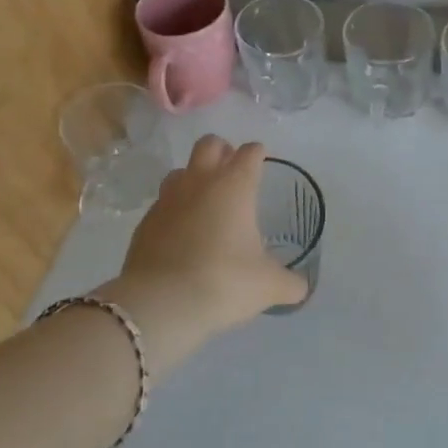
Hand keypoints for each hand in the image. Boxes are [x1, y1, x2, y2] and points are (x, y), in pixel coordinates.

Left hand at [94, 136, 306, 371]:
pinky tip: (182, 233)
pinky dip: (175, 209)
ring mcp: (168, 199)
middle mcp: (200, 182)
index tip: (262, 161)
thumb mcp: (268, 286)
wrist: (160, 302)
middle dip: (222, 150)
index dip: (257, 154)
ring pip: (180, 170)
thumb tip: (301, 288)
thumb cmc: (223, 282)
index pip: (249, 153)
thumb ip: (289, 283)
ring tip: (205, 201)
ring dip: (194, 177)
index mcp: (234, 186)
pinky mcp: (145, 222)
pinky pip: (163, 203)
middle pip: (209, 144)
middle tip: (232, 170)